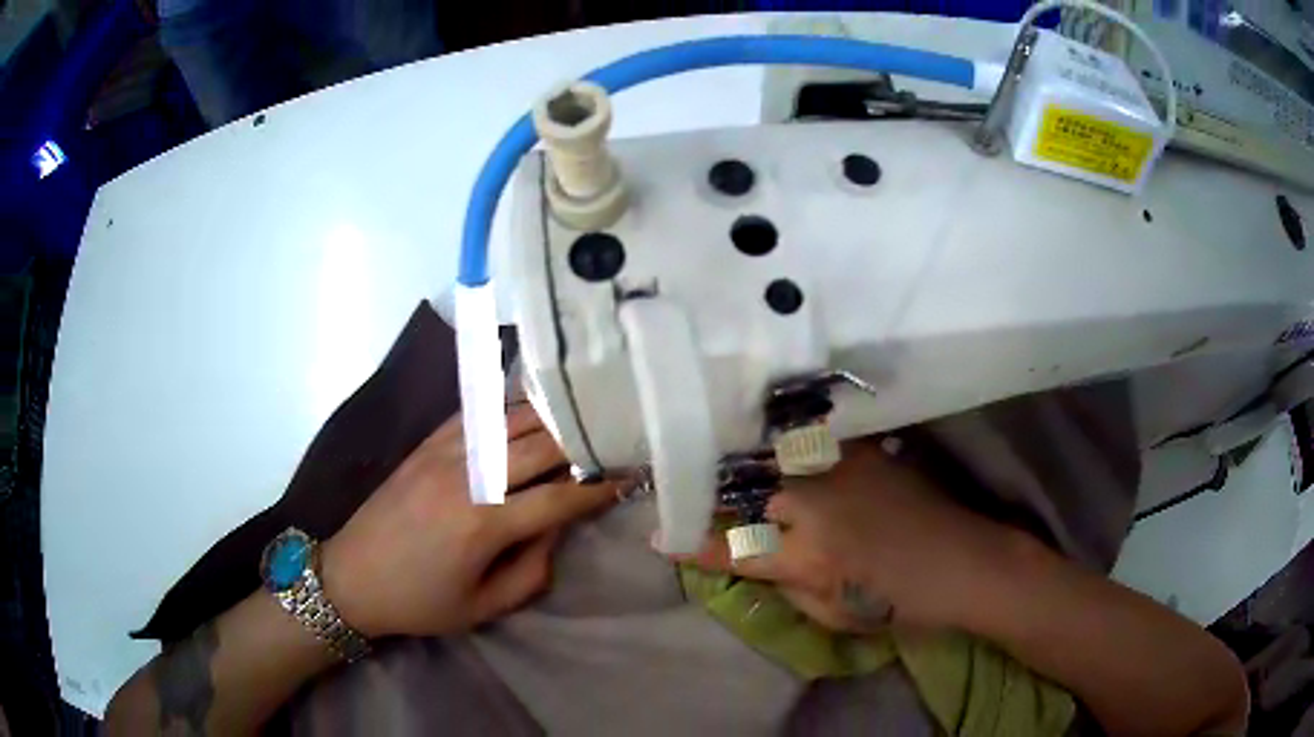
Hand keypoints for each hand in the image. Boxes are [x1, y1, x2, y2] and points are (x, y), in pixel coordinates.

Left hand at [321, 404, 616, 637]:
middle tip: (613, 437)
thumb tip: (558, 530)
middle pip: (541, 445)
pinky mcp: (426, 444)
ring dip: (550, 416)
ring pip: (510, 419)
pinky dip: (507, 408)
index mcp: (485, 524)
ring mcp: (444, 453)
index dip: (599, 487)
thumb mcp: (483, 607)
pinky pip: (475, 414)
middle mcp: (469, 478)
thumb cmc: (420, 602)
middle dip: (583, 441)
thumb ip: (532, 571)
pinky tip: (527, 407)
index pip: (560, 496)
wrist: (351, 576)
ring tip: (580, 415)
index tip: (629, 477)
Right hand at [669, 439, 1032, 632]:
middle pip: (745, 491)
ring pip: (772, 458)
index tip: (657, 535)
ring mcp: (841, 469)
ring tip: (711, 447)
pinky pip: (810, 441)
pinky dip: (784, 443)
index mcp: (807, 554)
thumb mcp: (832, 614)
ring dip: (742, 460)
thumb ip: (786, 583)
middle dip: (710, 491)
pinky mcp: (864, 450)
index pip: (731, 548)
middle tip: (682, 485)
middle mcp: (817, 503)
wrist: (964, 561)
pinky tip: (772, 438)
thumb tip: (753, 559)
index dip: (691, 543)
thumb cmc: (899, 602)